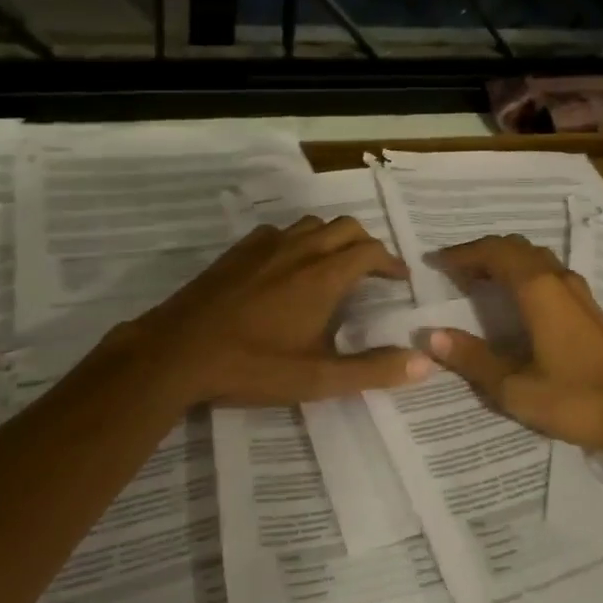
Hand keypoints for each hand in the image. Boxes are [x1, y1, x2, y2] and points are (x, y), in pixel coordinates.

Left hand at [112, 216, 432, 408]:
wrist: (177, 352)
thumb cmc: (252, 365)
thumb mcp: (317, 378)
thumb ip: (373, 370)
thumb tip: (424, 363)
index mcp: (324, 275)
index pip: (371, 251)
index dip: (391, 263)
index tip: (400, 280)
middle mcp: (301, 249)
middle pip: (347, 227)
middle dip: (367, 244)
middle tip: (373, 271)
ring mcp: (266, 245)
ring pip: (313, 224)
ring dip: (333, 238)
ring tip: (335, 265)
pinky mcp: (239, 250)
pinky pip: (279, 231)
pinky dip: (297, 241)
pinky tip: (288, 266)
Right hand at [424, 235, 602, 469]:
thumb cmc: (576, 399)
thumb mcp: (515, 387)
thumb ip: (473, 359)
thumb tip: (432, 336)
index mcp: (538, 290)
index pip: (495, 252)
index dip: (463, 253)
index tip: (436, 263)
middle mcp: (559, 280)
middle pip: (516, 247)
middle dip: (483, 253)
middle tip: (455, 272)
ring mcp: (580, 293)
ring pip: (537, 258)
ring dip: (506, 262)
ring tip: (481, 282)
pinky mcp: (591, 310)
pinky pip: (550, 274)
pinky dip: (525, 275)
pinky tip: (519, 302)